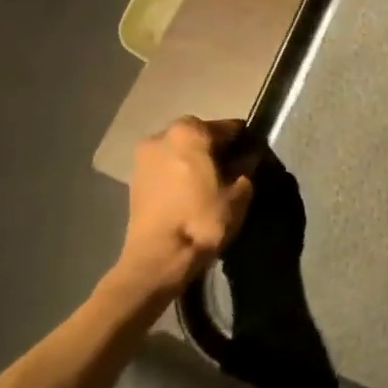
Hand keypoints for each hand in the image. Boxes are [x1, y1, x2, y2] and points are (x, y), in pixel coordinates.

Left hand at [118, 117, 255, 294]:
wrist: (157, 260)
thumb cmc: (201, 220)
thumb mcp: (239, 194)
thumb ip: (246, 169)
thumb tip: (248, 159)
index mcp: (190, 131)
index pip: (229, 127)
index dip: (245, 142)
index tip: (254, 158)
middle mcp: (162, 135)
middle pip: (200, 135)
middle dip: (217, 149)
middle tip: (233, 171)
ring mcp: (143, 157)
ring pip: (180, 151)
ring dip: (195, 161)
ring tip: (211, 185)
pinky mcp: (133, 180)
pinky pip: (165, 167)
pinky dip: (179, 174)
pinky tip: (191, 194)